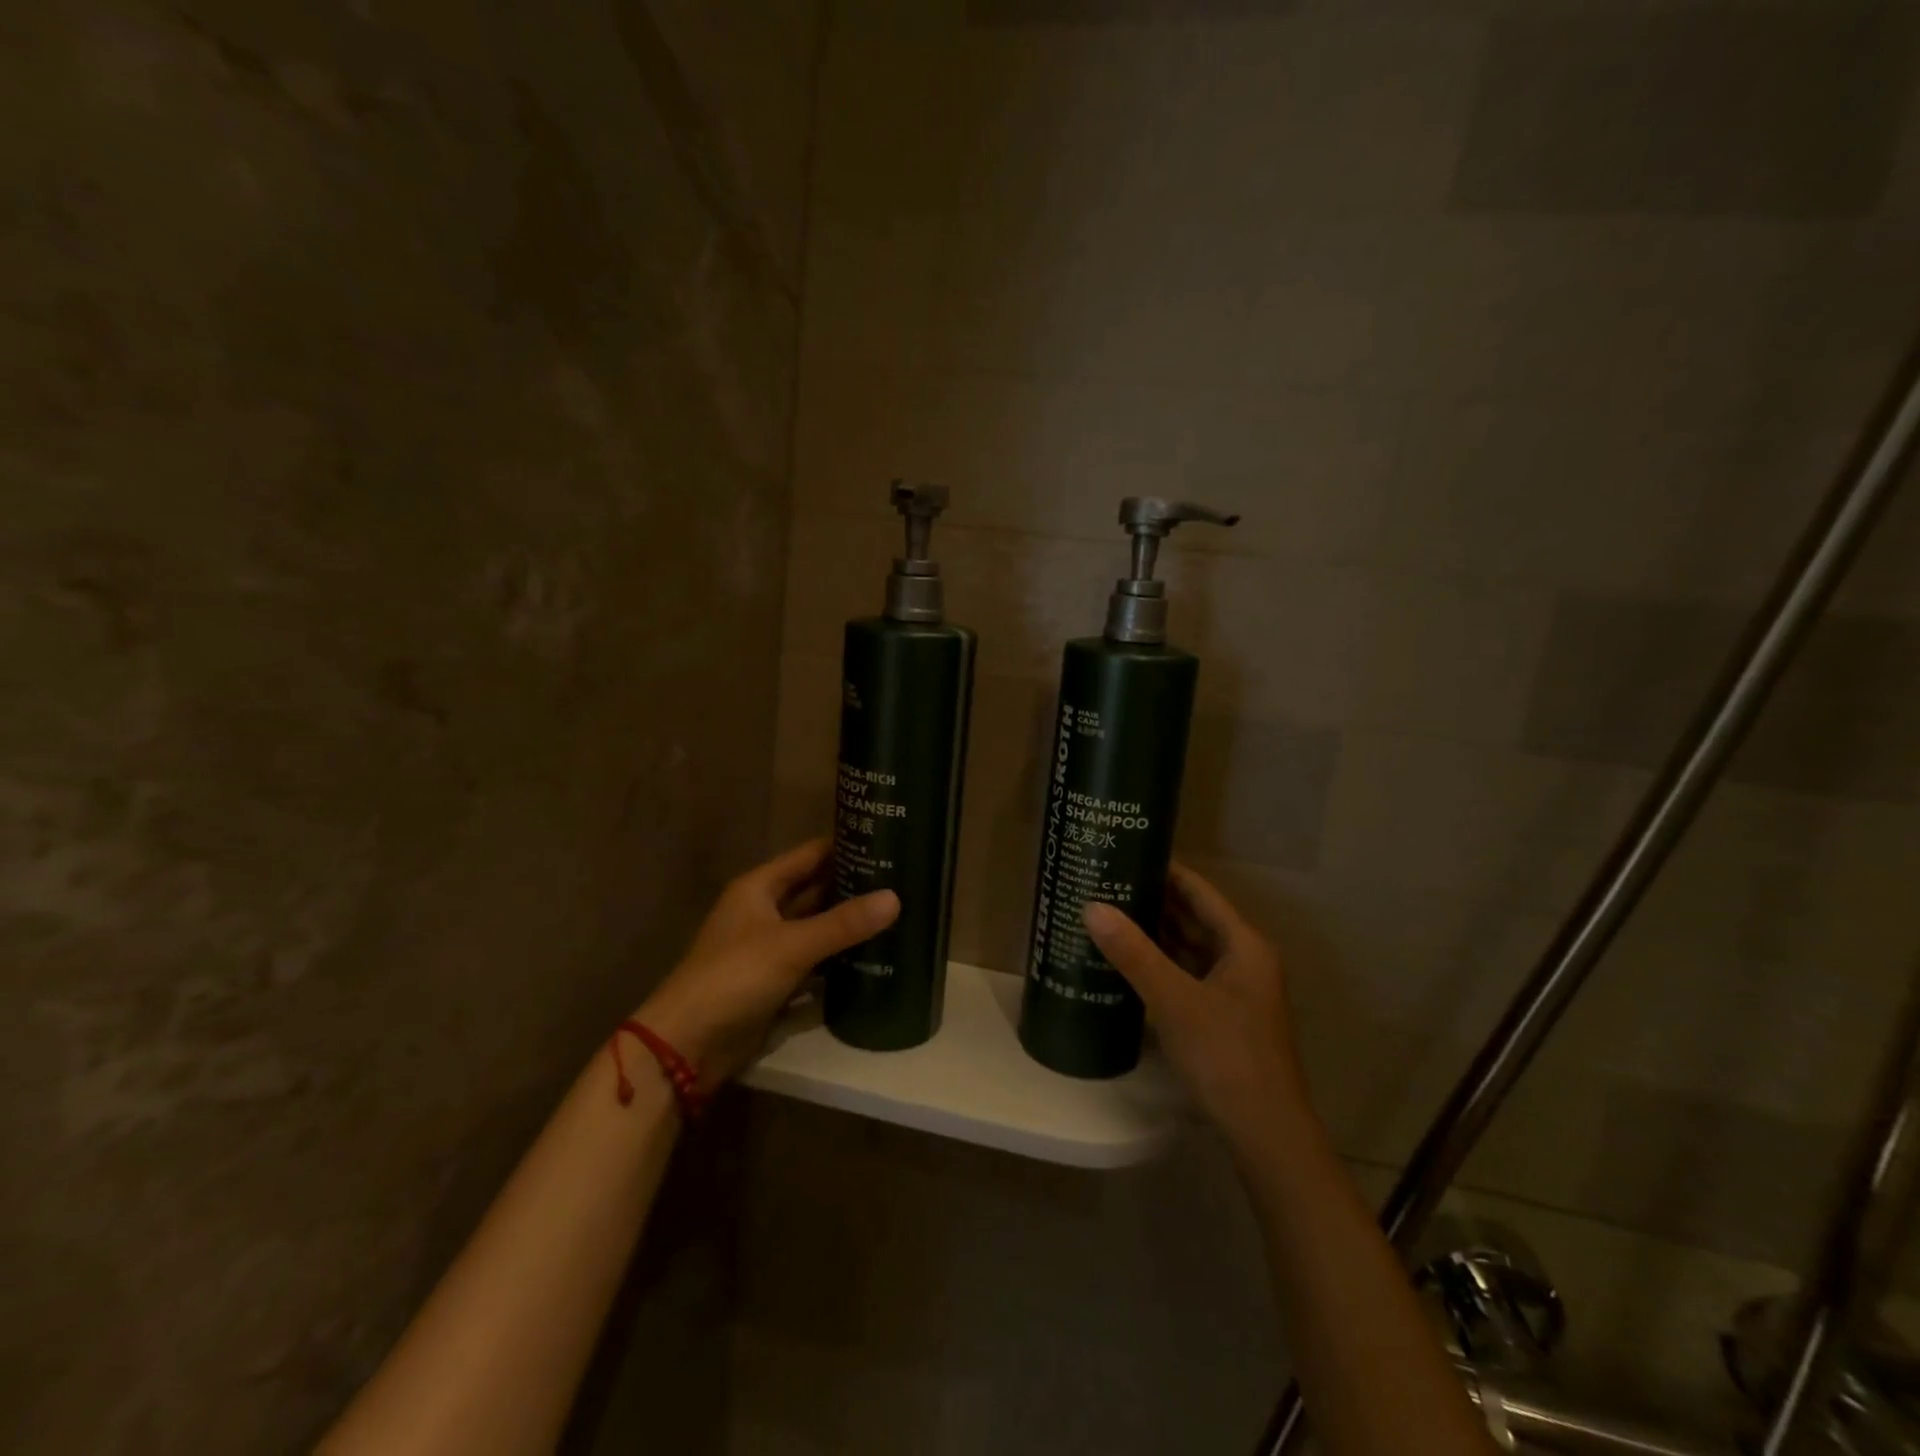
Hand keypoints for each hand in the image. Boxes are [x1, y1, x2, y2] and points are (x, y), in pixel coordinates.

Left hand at [637, 839, 897, 1088]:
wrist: (688, 1045)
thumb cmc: (735, 977)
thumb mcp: (792, 945)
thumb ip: (844, 923)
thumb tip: (896, 898)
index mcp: (758, 888)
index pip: (809, 855)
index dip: (843, 846)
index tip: (886, 839)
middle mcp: (763, 912)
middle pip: (814, 890)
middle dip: (852, 885)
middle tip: (901, 879)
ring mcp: (769, 948)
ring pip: (817, 927)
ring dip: (848, 923)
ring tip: (897, 912)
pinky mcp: (776, 982)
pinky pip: (815, 961)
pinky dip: (839, 957)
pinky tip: (875, 954)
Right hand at [1082, 863, 1310, 1148]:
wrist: (1265, 1132)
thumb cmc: (1226, 1056)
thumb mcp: (1175, 1000)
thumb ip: (1134, 953)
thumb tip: (1092, 906)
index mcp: (1243, 945)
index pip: (1199, 891)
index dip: (1165, 870)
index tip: (1126, 852)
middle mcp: (1242, 960)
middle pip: (1193, 917)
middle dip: (1153, 900)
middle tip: (1106, 882)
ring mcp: (1233, 990)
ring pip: (1188, 948)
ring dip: (1154, 933)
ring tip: (1108, 913)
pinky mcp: (1221, 1016)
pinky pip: (1186, 975)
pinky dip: (1159, 964)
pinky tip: (1126, 961)